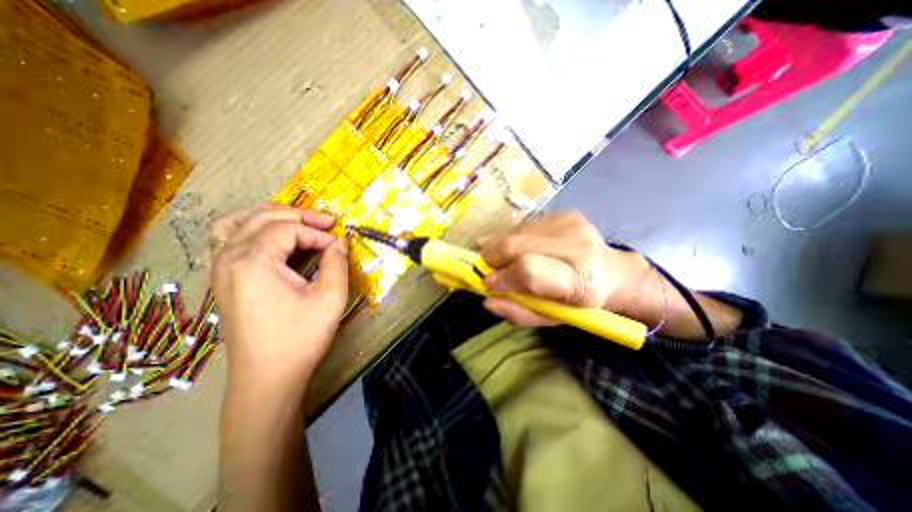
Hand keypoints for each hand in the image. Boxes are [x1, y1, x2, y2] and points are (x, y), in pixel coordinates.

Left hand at [211, 206, 348, 386]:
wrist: (268, 378)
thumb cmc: (302, 337)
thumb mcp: (330, 297)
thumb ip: (336, 263)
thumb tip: (339, 242)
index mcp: (253, 262)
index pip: (288, 229)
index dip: (318, 233)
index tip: (339, 245)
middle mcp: (229, 258)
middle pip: (263, 218)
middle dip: (299, 216)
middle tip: (327, 223)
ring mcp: (220, 269)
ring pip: (239, 223)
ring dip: (272, 217)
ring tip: (299, 221)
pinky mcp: (222, 279)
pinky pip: (229, 239)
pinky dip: (252, 229)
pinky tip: (271, 238)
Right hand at [478, 212, 646, 327]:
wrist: (612, 273)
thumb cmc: (580, 303)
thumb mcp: (551, 317)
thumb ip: (520, 312)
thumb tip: (488, 300)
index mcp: (580, 282)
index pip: (529, 270)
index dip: (503, 276)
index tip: (487, 282)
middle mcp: (578, 246)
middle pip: (517, 245)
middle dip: (492, 256)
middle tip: (486, 268)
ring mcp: (571, 224)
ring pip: (516, 233)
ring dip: (500, 246)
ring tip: (502, 259)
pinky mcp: (564, 213)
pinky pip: (524, 226)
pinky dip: (512, 238)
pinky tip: (519, 248)